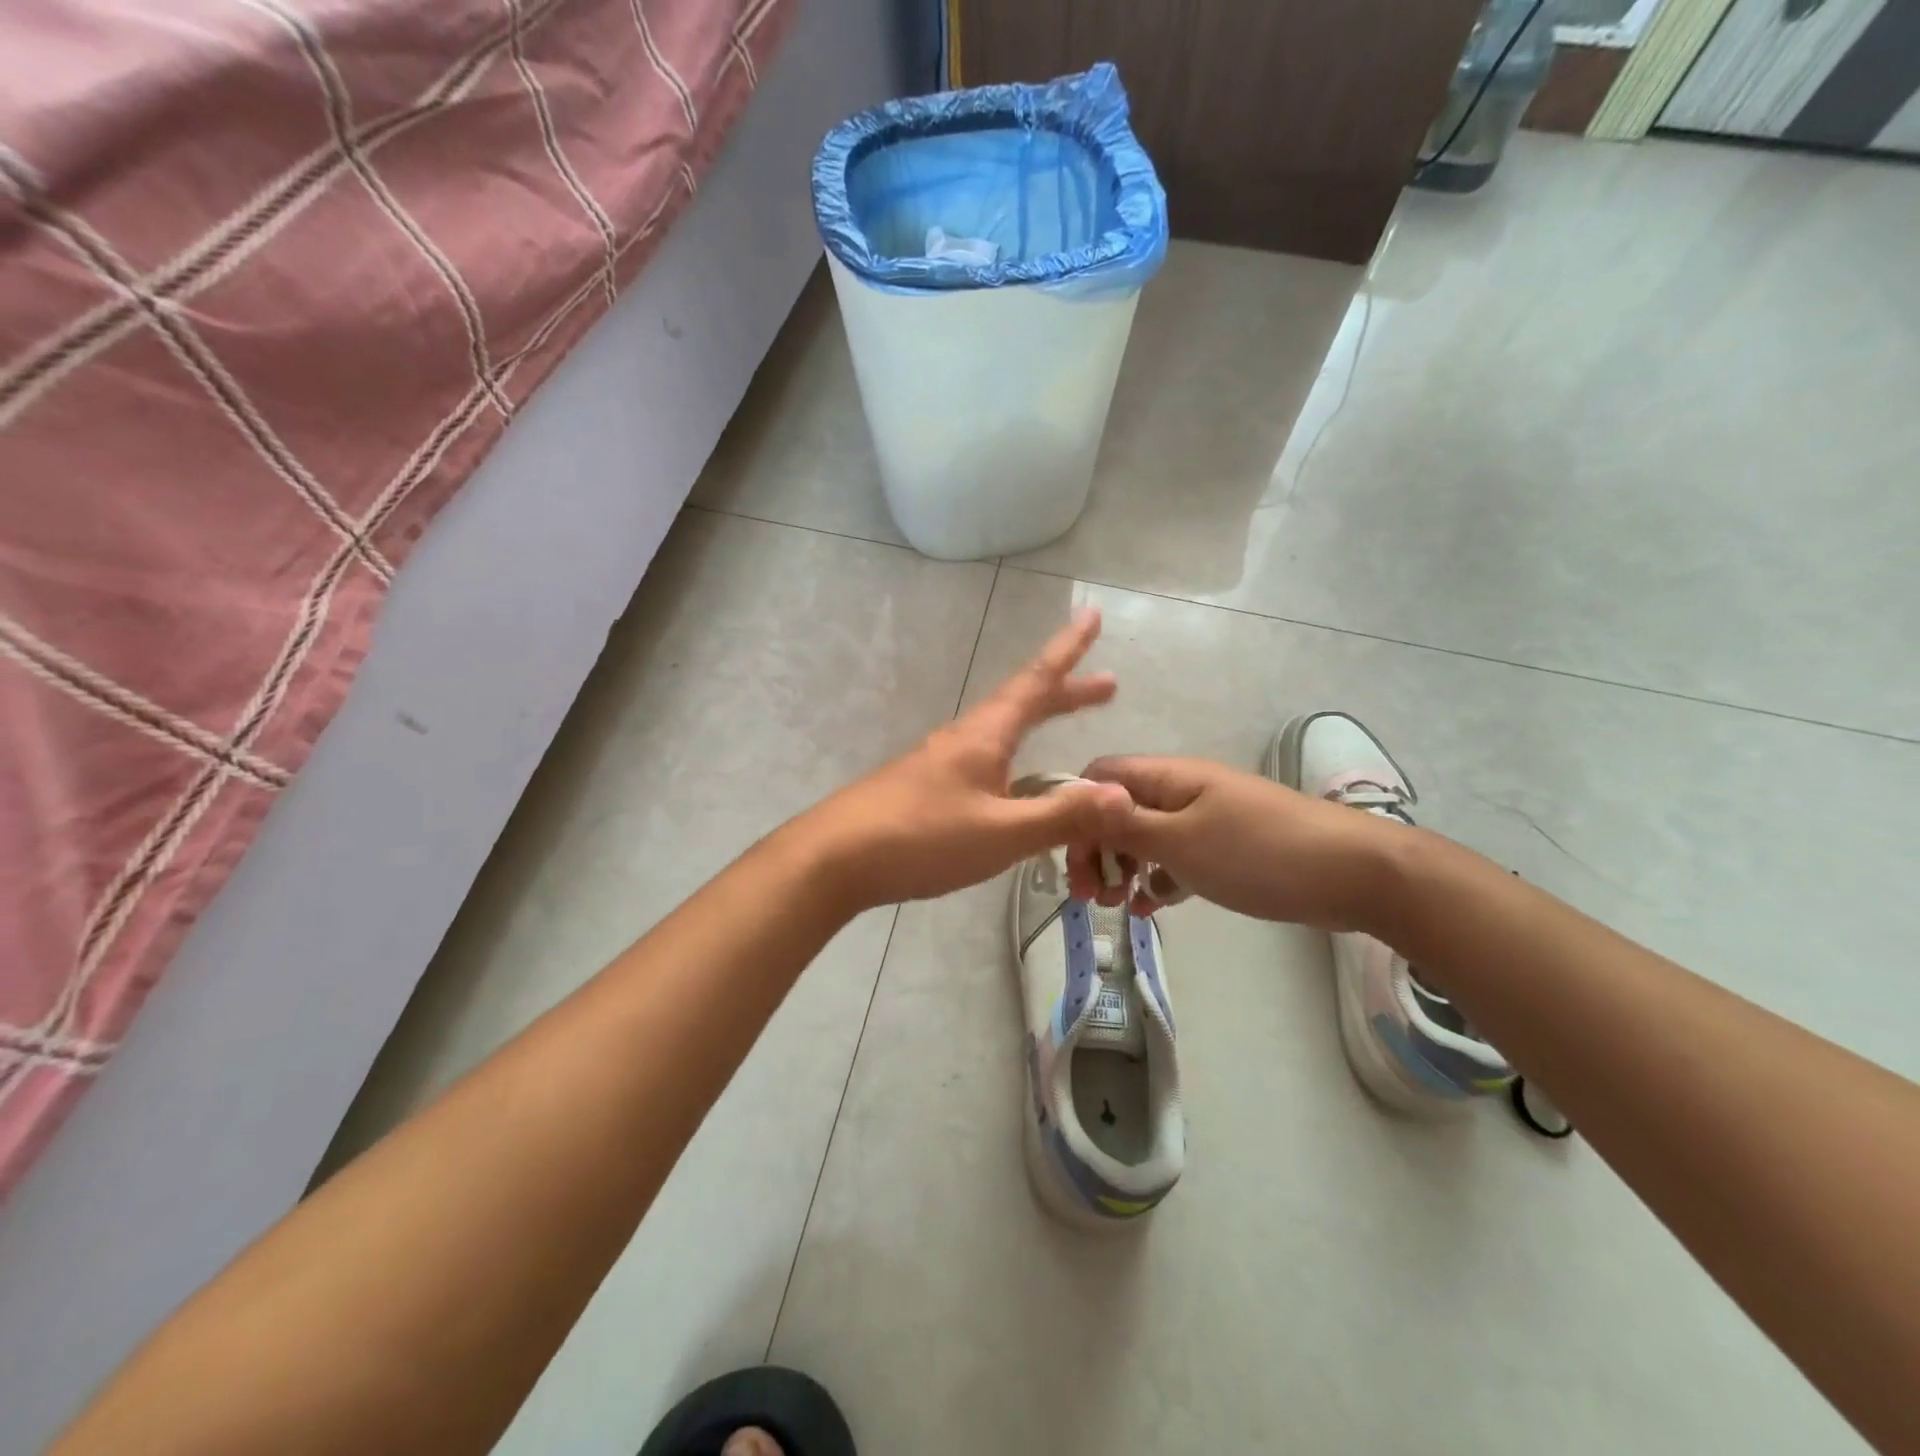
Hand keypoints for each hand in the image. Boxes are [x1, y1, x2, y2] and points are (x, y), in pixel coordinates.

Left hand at [803, 610, 1135, 912]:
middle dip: (1066, 691)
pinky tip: (1011, 782)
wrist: (834, 859)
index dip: (1067, 650)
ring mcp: (939, 763)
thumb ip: (1060, 816)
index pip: (1036, 682)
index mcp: (984, 737)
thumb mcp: (1000, 833)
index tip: (1090, 615)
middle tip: (1106, 684)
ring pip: (1001, 732)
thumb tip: (1124, 797)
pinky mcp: (924, 789)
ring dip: (1037, 722)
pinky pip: (983, 760)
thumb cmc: (921, 839)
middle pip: (1021, 703)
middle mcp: (963, 739)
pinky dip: (1013, 756)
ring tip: (1062, 727)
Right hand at [1063, 757, 1399, 931]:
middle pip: (1120, 810)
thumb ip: (1125, 823)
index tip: (1069, 858)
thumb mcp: (1181, 841)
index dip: (1077, 811)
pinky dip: (1158, 879)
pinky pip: (1177, 858)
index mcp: (1168, 778)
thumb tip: (1075, 796)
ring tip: (1118, 906)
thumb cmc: (1258, 852)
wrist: (1352, 873)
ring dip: (1124, 868)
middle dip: (1097, 849)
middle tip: (1090, 896)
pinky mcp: (1226, 849)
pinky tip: (1151, 907)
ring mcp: (1206, 819)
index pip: (1102, 776)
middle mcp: (1182, 791)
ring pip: (1146, 837)